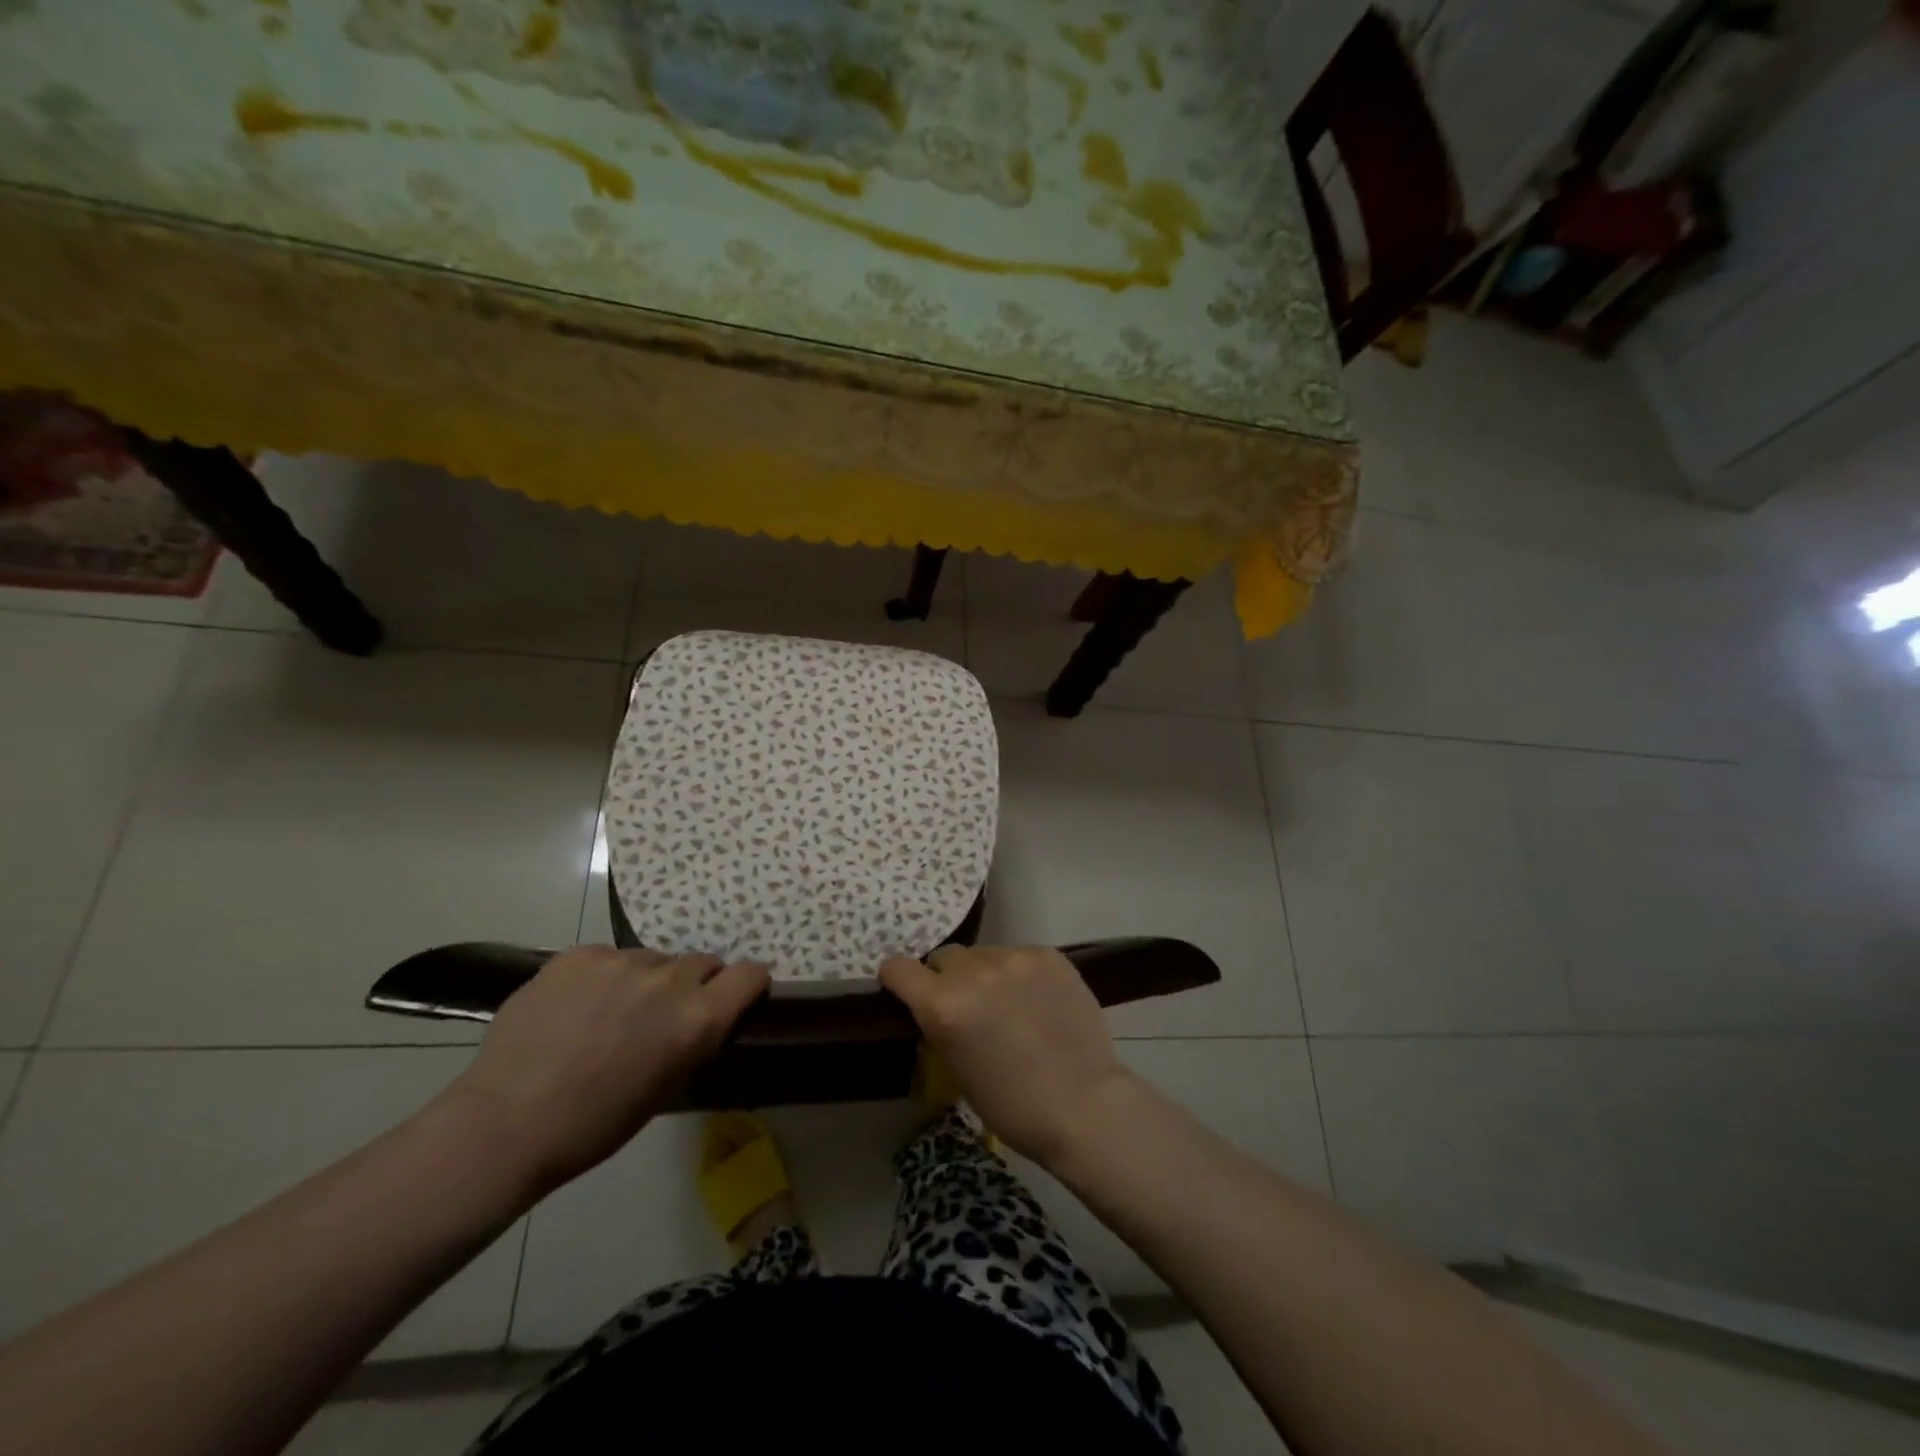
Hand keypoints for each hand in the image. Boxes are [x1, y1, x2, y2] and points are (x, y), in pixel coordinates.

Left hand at [439, 946, 768, 1194]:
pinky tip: (575, 1008)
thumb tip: (699, 1018)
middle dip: (692, 984)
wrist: (504, 1124)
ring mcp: (621, 961)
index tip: (734, 996)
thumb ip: (692, 1039)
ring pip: (652, 960)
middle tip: (662, 1015)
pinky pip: (608, 957)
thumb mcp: (666, 1088)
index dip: (747, 984)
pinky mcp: (579, 955)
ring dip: (645, 980)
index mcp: (697, 1019)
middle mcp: (669, 980)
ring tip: (609, 1013)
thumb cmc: (593, 1126)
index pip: (750, 974)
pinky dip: (602, 977)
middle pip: (702, 962)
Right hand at [878, 945, 1142, 1167]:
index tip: (908, 993)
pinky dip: (1020, 974)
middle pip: (944, 957)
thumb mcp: (956, 1068)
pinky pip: (1019, 956)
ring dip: (985, 974)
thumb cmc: (1012, 1105)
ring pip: (984, 954)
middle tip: (968, 1006)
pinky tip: (1038, 1001)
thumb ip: (941, 1024)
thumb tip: (938, 1007)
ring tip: (1009, 1004)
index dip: (899, 980)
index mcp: (943, 1004)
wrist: (1083, 1104)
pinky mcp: (1048, 955)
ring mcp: (1014, 958)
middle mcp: (974, 972)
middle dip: (947, 978)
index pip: (898, 967)